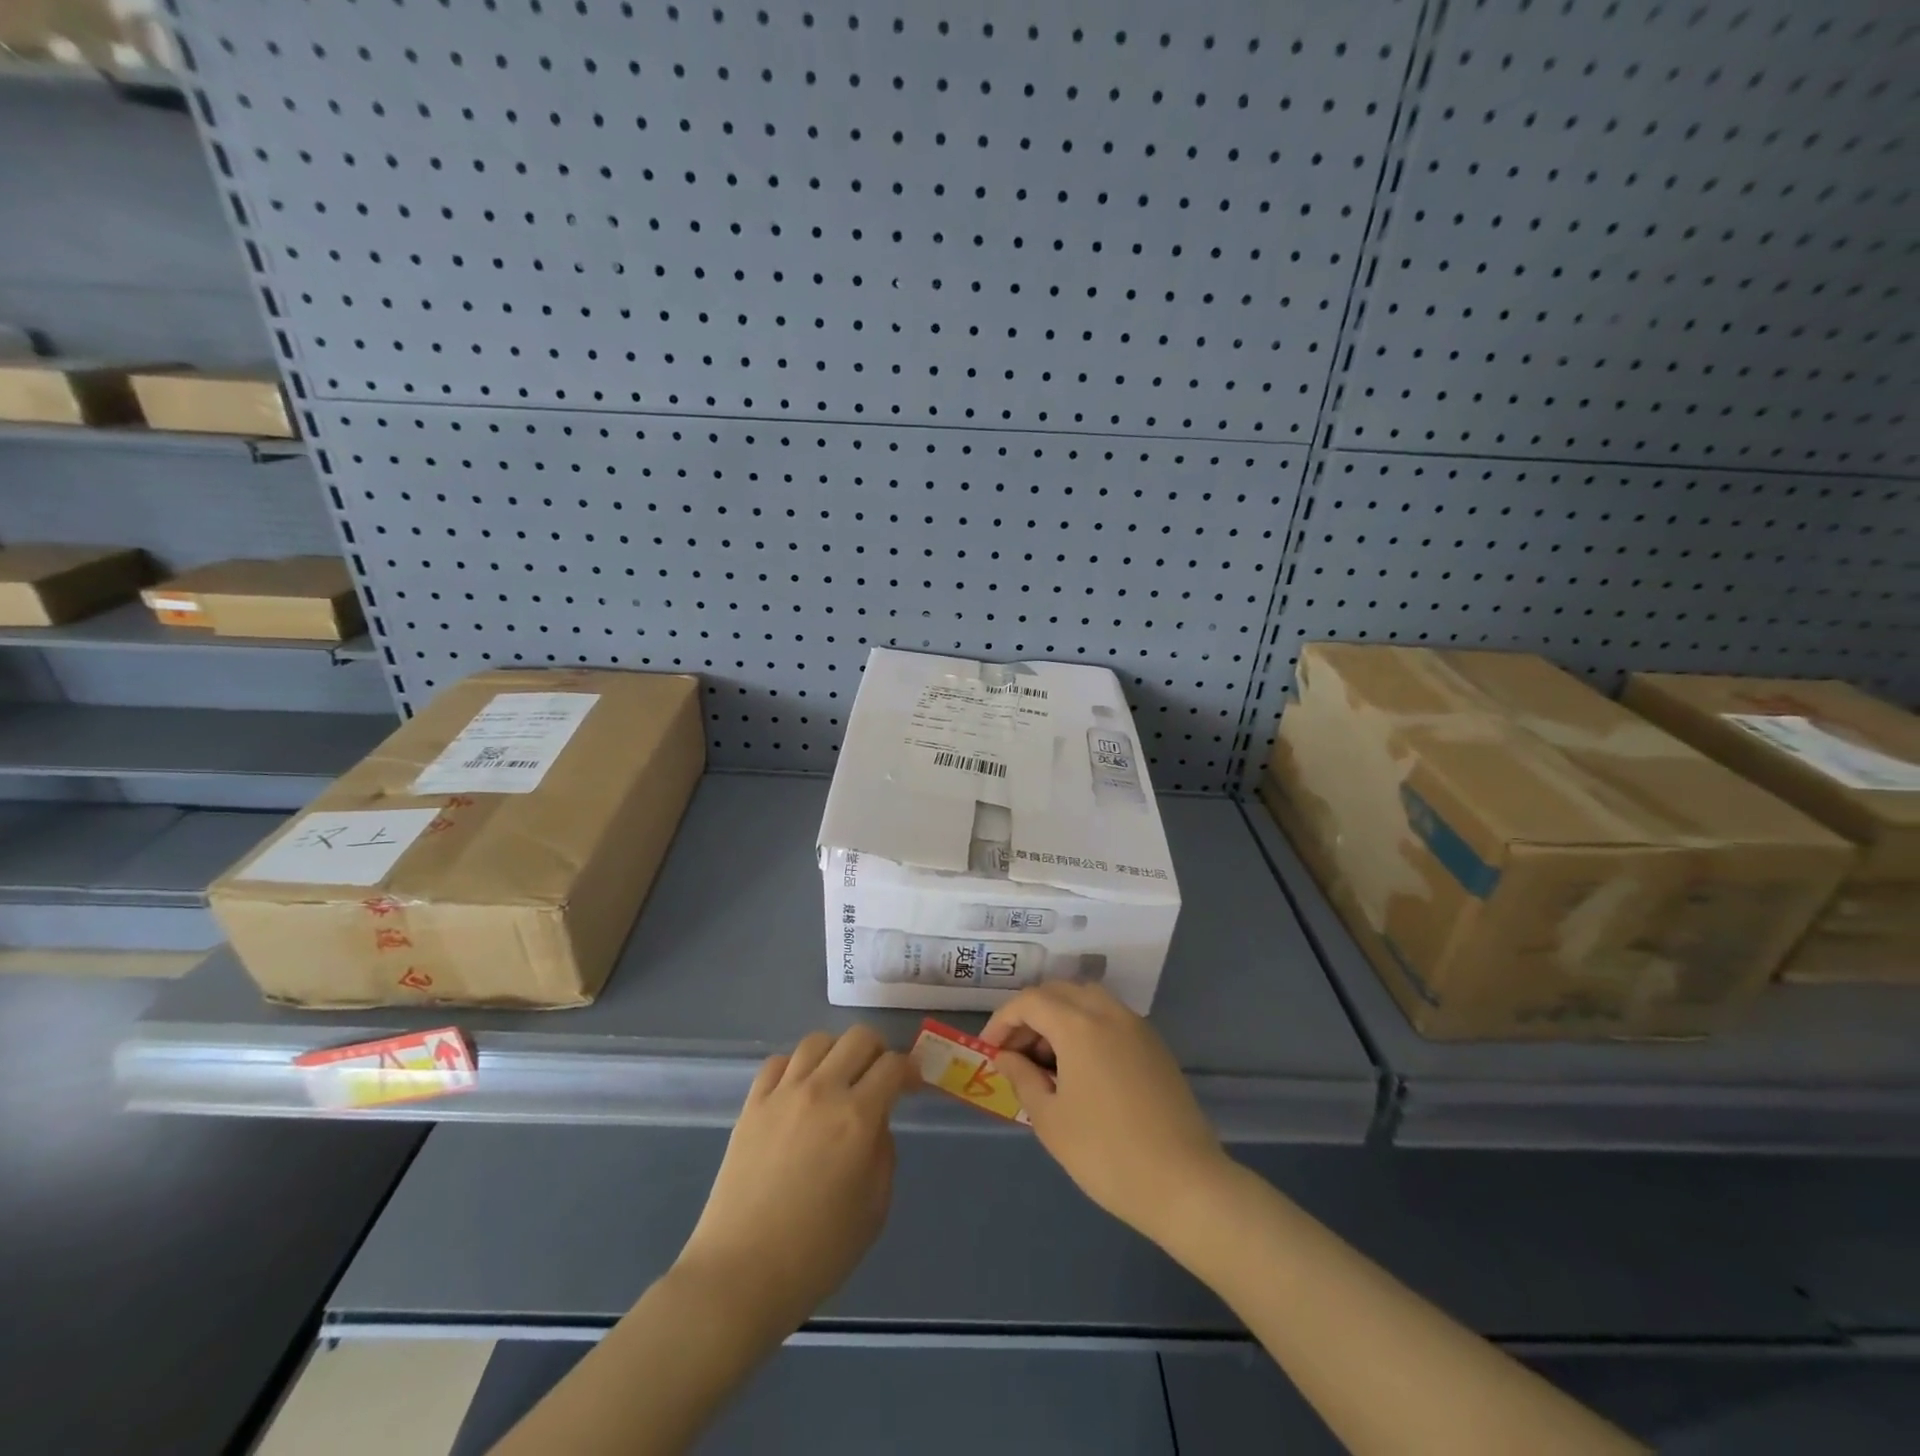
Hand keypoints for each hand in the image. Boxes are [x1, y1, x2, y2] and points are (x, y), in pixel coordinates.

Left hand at [676, 1025, 916, 1331]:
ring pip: (817, 1041)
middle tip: (879, 1078)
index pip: (892, 1065)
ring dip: (837, 1052)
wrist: (740, 1275)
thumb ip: (883, 1154)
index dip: (909, 1069)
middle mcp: (822, 1091)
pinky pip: (779, 1062)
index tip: (912, 1085)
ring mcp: (782, 1094)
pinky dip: (796, 1067)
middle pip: (858, 1037)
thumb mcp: (874, 1209)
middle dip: (878, 1051)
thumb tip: (876, 1125)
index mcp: (857, 1118)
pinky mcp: (752, 1104)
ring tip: (838, 1079)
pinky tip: (799, 1091)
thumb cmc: (817, 1253)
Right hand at [983, 982, 1228, 1243]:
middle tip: (1015, 1054)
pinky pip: (1110, 1018)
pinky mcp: (1155, 1045)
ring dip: (1060, 1017)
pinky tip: (1081, 1068)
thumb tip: (1006, 1056)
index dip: (1003, 1021)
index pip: (1030, 1002)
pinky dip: (1086, 1027)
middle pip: (1058, 992)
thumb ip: (1022, 1078)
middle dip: (1030, 1016)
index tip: (990, 1050)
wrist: (1184, 1184)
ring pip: (1087, 1000)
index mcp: (1078, 1025)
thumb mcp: (1050, 1120)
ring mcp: (1136, 1026)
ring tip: (1047, 1061)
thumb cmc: (1106, 1154)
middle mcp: (1108, 1012)